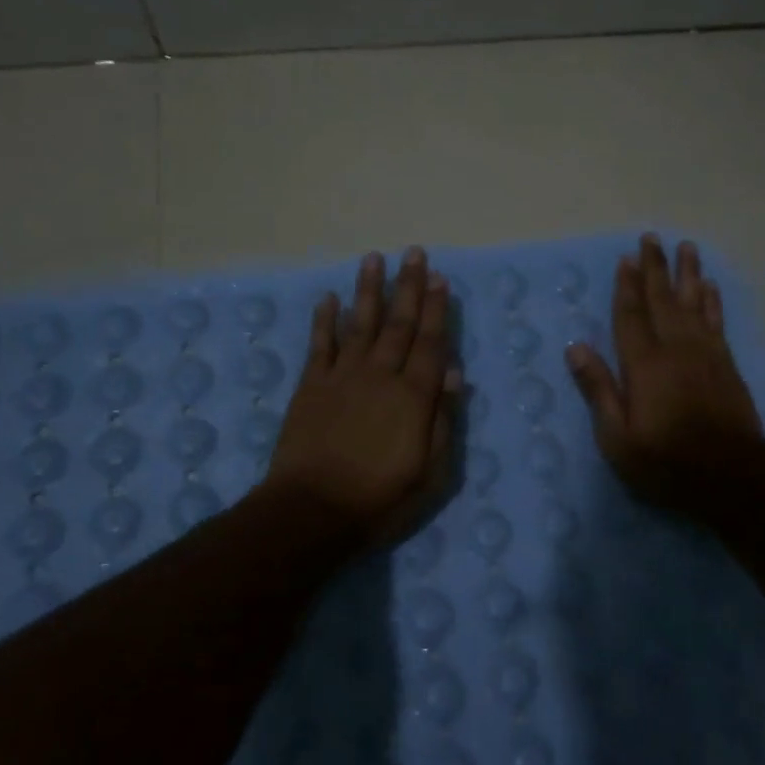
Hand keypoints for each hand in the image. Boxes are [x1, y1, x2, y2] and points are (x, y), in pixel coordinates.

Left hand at [264, 247, 460, 547]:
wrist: (312, 511)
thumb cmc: (380, 499)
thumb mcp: (431, 473)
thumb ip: (443, 421)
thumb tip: (453, 374)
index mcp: (413, 397)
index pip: (430, 343)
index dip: (437, 309)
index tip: (440, 278)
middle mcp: (380, 376)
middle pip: (398, 324)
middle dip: (408, 287)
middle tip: (414, 253)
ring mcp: (342, 377)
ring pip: (359, 324)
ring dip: (368, 290)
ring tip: (374, 259)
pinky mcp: (311, 387)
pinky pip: (320, 345)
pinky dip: (324, 320)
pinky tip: (329, 298)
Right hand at [565, 234, 762, 513]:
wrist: (731, 477)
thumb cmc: (666, 462)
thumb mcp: (617, 437)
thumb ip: (598, 389)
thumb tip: (575, 347)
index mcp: (644, 365)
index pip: (631, 316)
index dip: (626, 287)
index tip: (626, 258)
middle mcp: (675, 349)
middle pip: (663, 300)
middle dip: (655, 268)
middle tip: (652, 238)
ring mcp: (705, 355)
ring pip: (694, 304)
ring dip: (688, 274)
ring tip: (686, 247)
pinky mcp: (726, 365)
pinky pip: (717, 322)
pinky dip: (712, 302)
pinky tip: (710, 287)